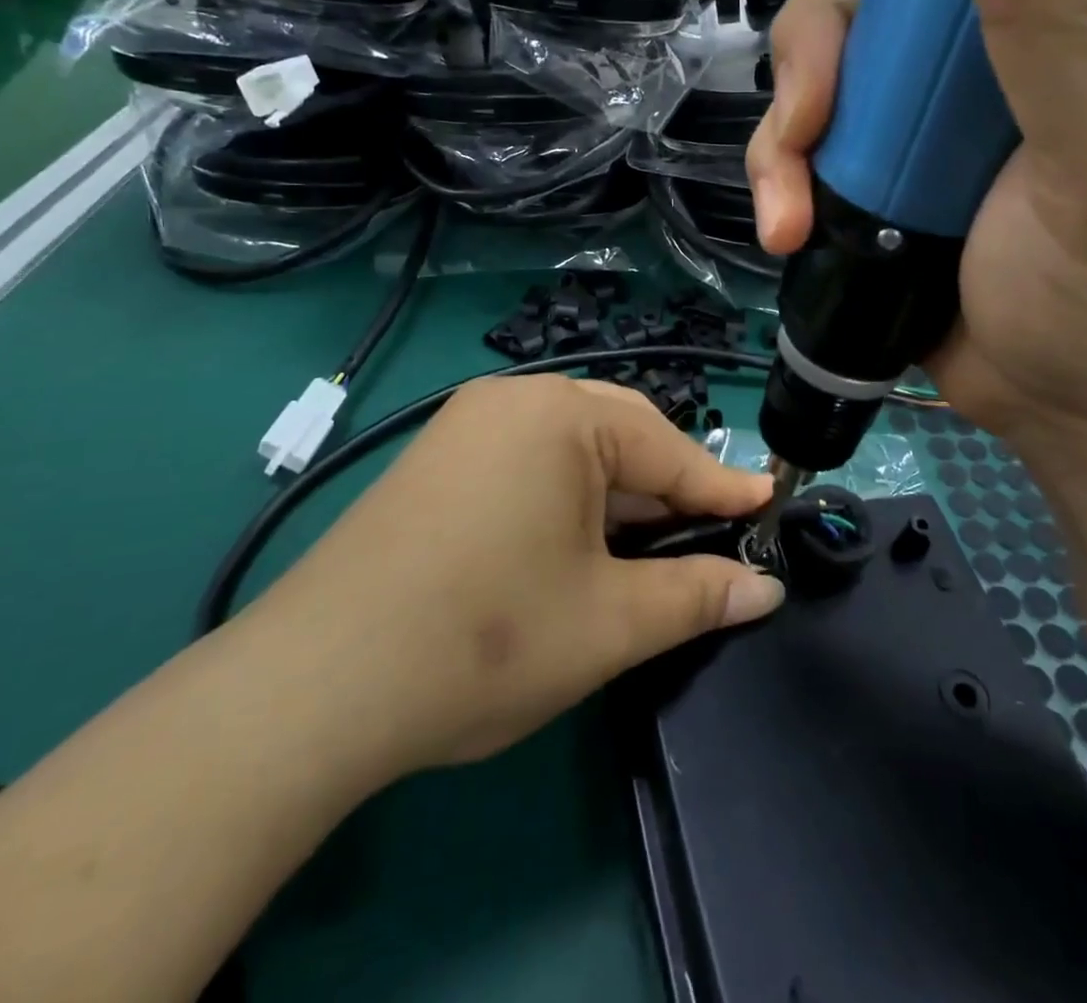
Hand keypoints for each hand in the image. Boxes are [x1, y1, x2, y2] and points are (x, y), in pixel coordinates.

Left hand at [250, 377, 781, 774]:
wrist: (317, 685)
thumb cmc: (486, 639)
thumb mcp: (609, 622)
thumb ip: (696, 596)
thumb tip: (765, 590)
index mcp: (560, 416)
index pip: (667, 449)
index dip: (721, 488)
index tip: (768, 506)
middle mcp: (512, 401)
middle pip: (620, 435)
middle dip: (668, 487)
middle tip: (710, 534)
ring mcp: (466, 426)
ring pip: (572, 449)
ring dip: (618, 495)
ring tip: (650, 544)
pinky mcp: (437, 460)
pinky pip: (528, 462)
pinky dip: (567, 497)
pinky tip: (578, 542)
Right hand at [747, 0, 1086, 467]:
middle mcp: (1021, 13)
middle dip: (836, 17)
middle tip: (817, 106)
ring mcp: (943, 93)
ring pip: (834, 43)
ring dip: (791, 116)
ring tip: (794, 198)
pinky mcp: (891, 160)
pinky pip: (812, 131)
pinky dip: (783, 173)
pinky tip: (787, 225)